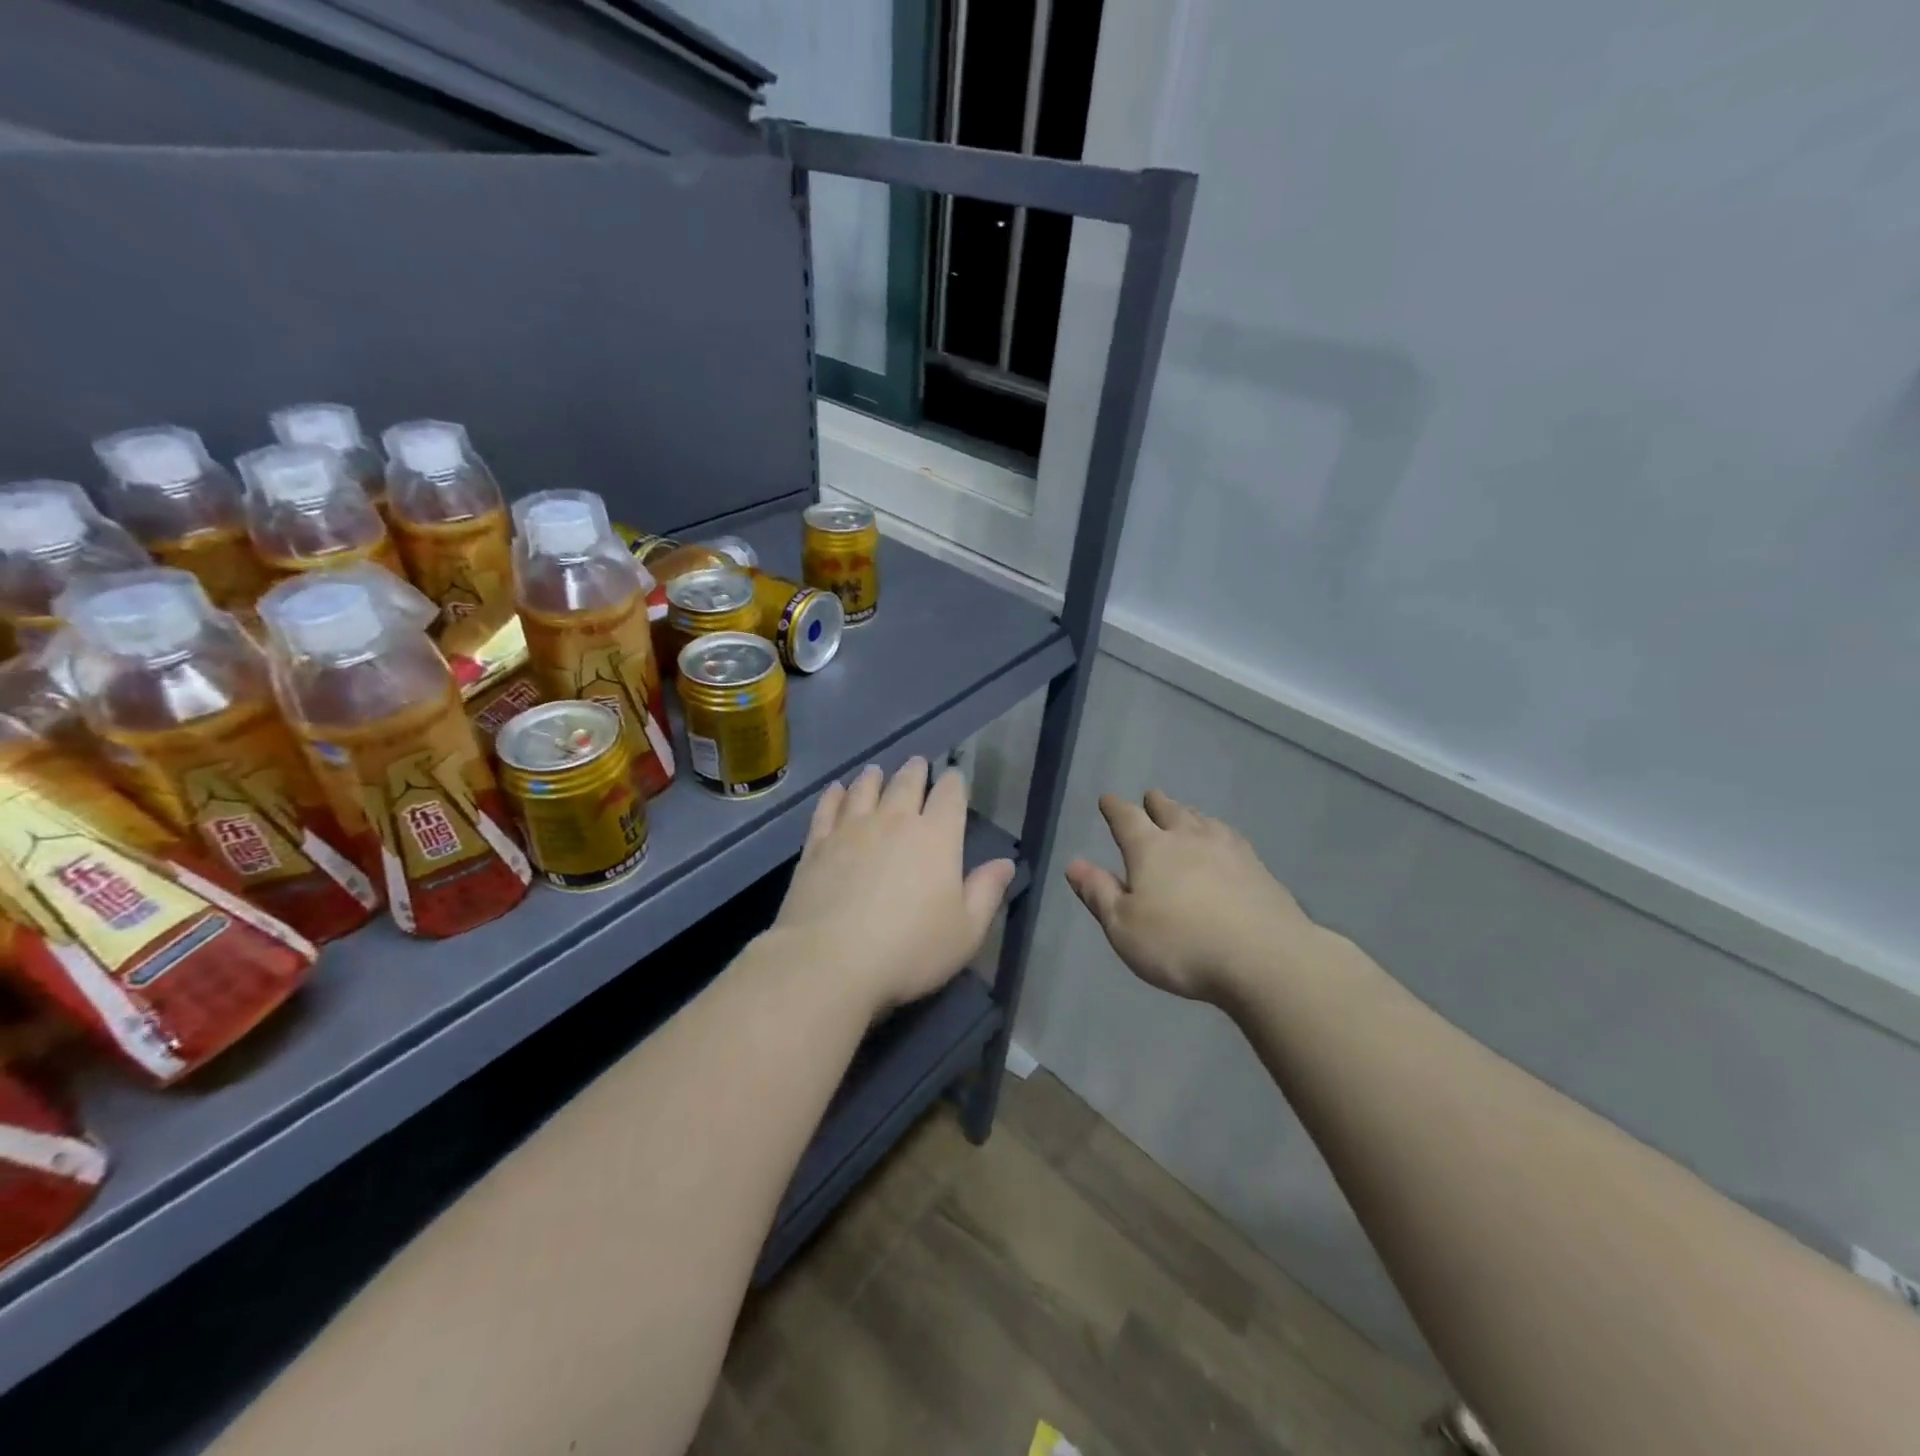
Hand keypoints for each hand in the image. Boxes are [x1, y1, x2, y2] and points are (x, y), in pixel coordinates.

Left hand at [772, 758, 1015, 1013]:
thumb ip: (986, 892)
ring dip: (875, 777)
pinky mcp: (818, 844)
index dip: (954, 782)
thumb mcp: (965, 931)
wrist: (831, 960)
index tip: (954, 777)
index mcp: (937, 837)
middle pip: (907, 783)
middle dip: (916, 771)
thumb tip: (1005, 863)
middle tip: (917, 764)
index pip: (950, 795)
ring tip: (876, 771)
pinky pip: (828, 808)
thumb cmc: (910, 949)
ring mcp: (852, 829)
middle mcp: (895, 821)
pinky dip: (835, 795)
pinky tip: (836, 790)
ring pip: (865, 789)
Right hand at [1065, 790, 1317, 1004]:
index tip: (1107, 799)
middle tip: (1150, 797)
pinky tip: (1226, 841)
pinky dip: (1220, 834)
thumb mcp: (1124, 927)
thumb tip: (1073, 864)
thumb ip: (1099, 893)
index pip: (1127, 819)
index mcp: (1150, 849)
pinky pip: (1231, 838)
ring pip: (1203, 821)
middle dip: (1156, 804)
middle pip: (1169, 812)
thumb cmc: (1181, 945)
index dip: (1114, 808)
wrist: (1265, 958)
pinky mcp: (1259, 869)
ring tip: (1186, 813)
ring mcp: (1228, 850)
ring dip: (1189, 814)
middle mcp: (1188, 839)